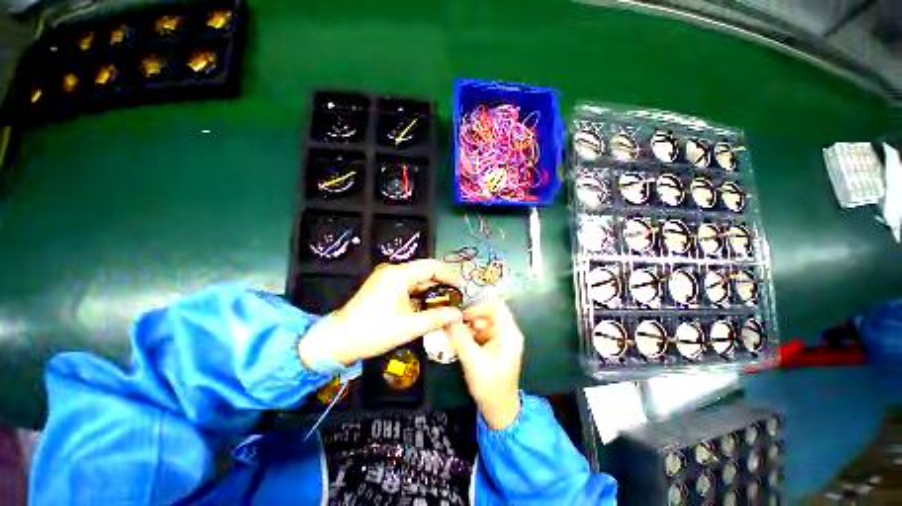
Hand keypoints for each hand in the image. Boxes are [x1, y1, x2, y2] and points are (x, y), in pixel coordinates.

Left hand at [299, 260, 462, 367]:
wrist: (338, 340)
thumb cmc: (374, 332)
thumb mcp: (410, 327)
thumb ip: (437, 318)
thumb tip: (458, 315)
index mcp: (399, 275)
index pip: (431, 266)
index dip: (449, 274)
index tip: (461, 287)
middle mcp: (393, 271)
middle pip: (424, 271)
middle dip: (441, 283)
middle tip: (455, 297)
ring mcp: (386, 278)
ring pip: (416, 279)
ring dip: (430, 289)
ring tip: (445, 303)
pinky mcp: (382, 286)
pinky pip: (406, 285)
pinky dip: (419, 293)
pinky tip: (427, 305)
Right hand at [447, 299, 523, 430]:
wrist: (499, 409)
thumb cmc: (490, 385)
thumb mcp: (472, 360)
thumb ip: (459, 337)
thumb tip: (448, 318)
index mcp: (508, 333)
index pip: (496, 306)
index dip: (478, 306)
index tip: (462, 316)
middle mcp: (506, 332)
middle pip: (487, 314)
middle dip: (470, 320)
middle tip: (453, 328)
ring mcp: (500, 339)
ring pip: (481, 323)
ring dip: (467, 328)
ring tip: (454, 338)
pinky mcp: (493, 346)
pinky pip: (480, 333)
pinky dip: (469, 335)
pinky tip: (459, 344)